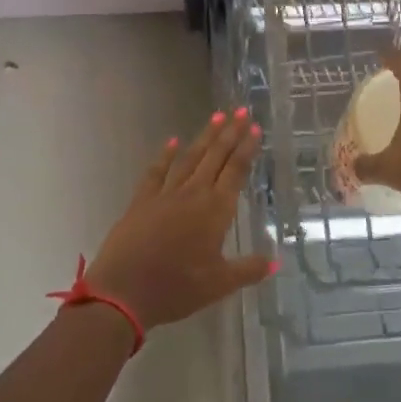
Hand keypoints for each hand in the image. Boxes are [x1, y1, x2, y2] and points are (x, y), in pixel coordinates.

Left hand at [86, 108, 274, 330]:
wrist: (123, 291)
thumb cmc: (176, 288)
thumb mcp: (219, 284)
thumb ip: (248, 270)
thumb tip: (277, 263)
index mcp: (215, 211)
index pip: (235, 171)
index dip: (246, 148)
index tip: (255, 127)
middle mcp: (193, 194)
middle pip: (215, 157)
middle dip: (230, 133)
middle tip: (241, 110)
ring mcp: (165, 194)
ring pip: (189, 158)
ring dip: (204, 137)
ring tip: (217, 116)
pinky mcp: (142, 201)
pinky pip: (156, 172)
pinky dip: (165, 155)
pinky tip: (172, 142)